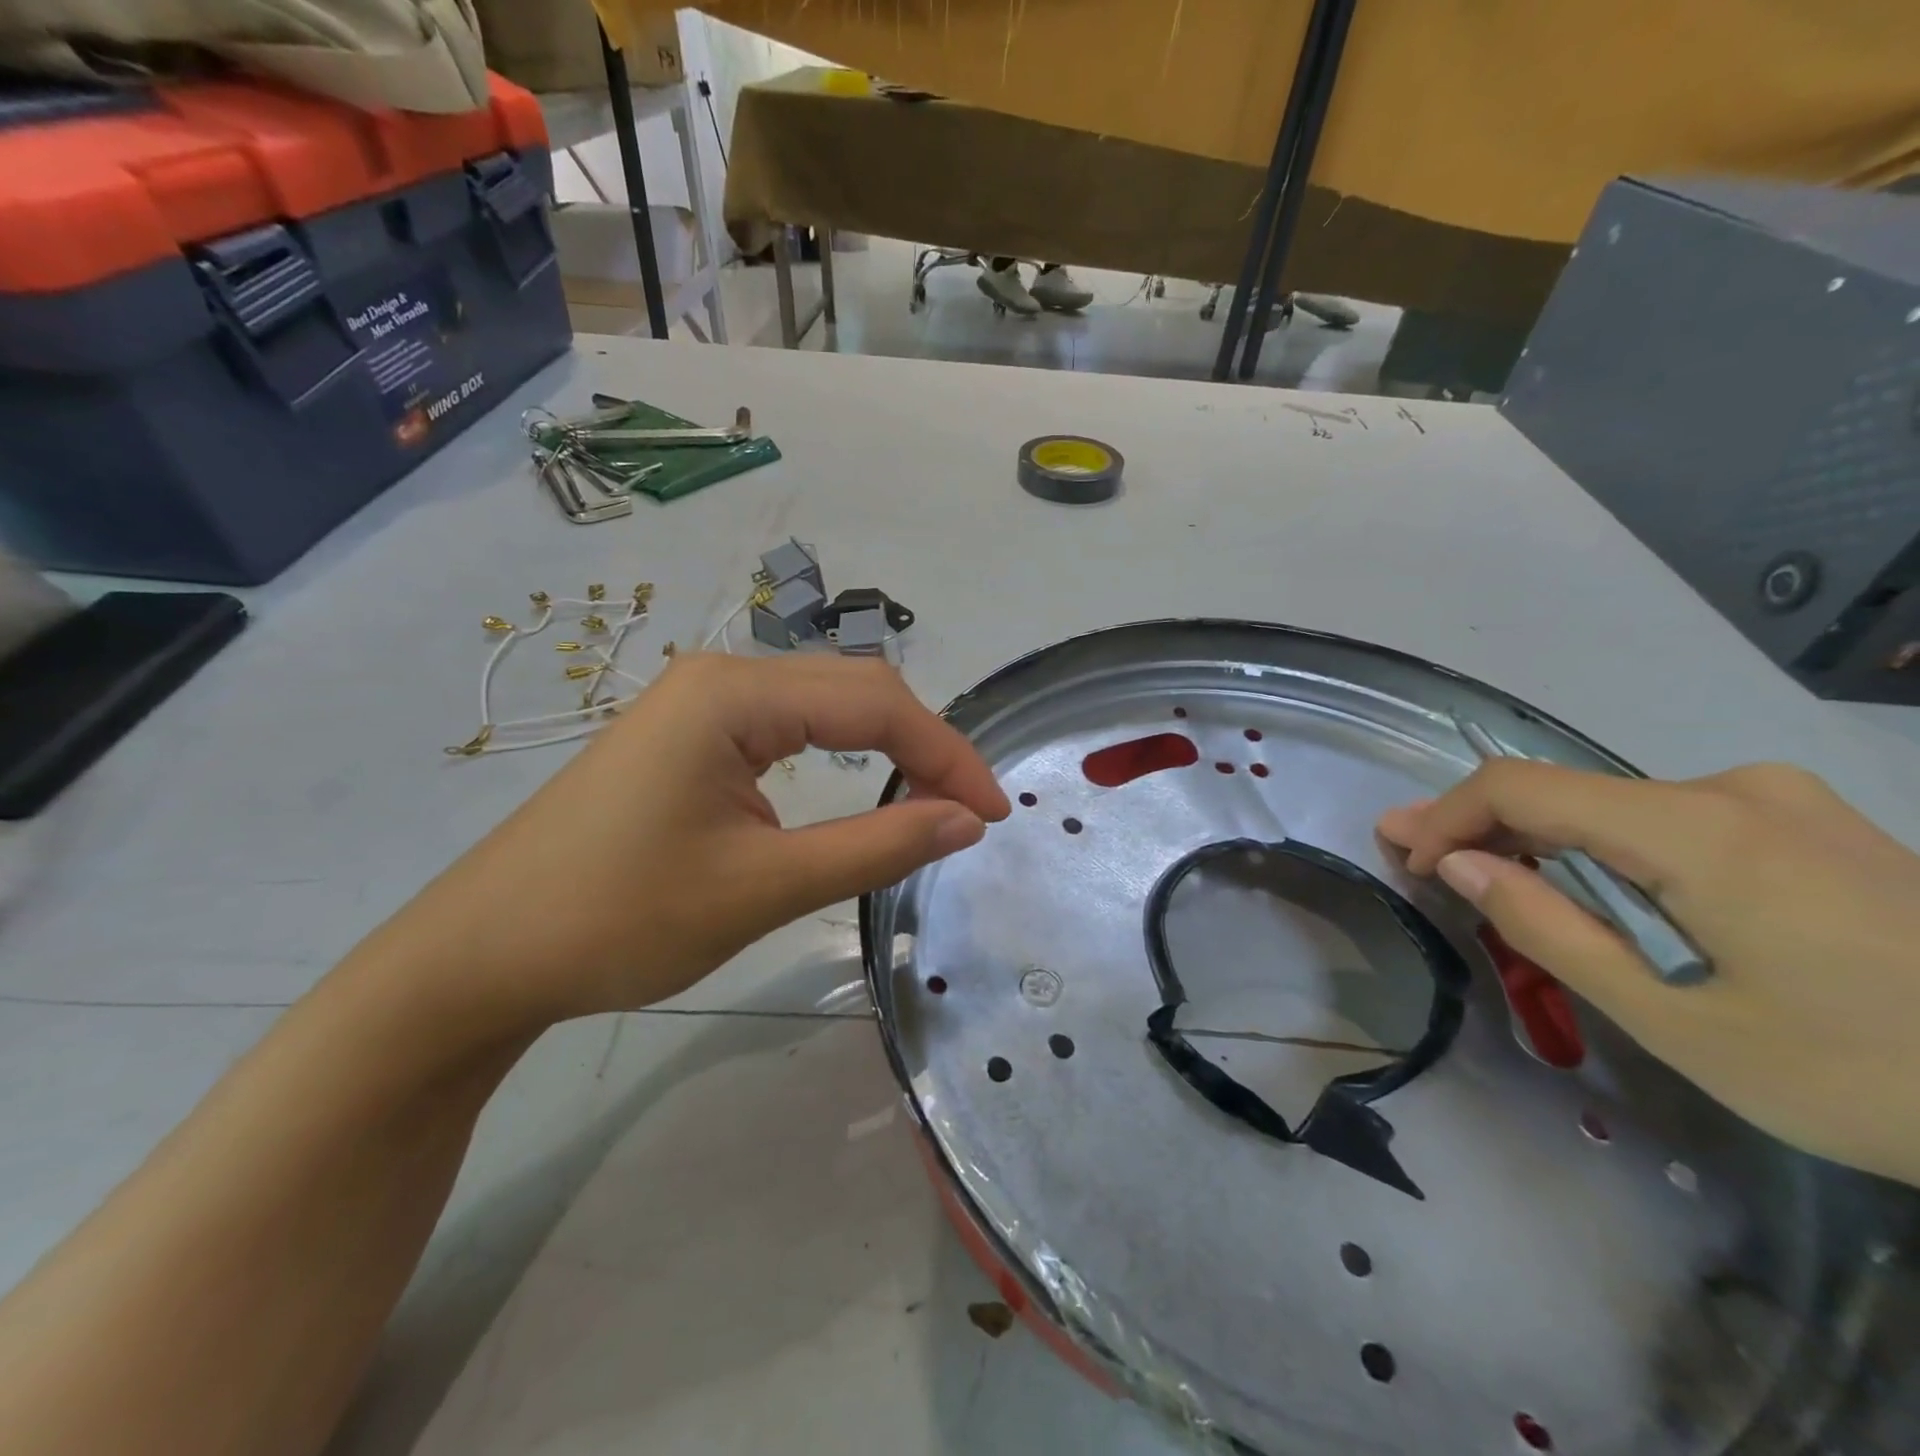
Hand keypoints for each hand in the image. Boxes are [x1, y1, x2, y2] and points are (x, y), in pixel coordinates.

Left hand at [364, 653, 1008, 1028]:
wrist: (482, 954)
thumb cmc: (619, 919)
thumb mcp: (763, 887)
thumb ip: (876, 847)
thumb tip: (966, 822)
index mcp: (734, 694)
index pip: (875, 704)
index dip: (946, 755)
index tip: (992, 814)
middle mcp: (720, 676)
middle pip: (854, 690)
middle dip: (923, 746)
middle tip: (968, 813)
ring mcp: (699, 702)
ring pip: (823, 704)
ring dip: (885, 745)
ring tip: (928, 800)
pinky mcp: (688, 735)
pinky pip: (787, 726)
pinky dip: (839, 753)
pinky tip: (858, 784)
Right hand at [1377, 761, 1919, 1185]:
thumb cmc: (1869, 1077)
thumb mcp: (1678, 1022)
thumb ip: (1550, 930)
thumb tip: (1459, 862)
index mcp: (1698, 828)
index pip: (1521, 786)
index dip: (1445, 814)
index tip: (1404, 857)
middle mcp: (1733, 790)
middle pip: (1565, 791)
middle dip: (1481, 826)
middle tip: (1415, 857)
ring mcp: (1781, 803)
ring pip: (1613, 807)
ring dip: (1539, 840)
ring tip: (1485, 875)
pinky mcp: (1809, 827)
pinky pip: (1666, 821)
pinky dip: (1601, 849)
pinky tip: (1584, 886)